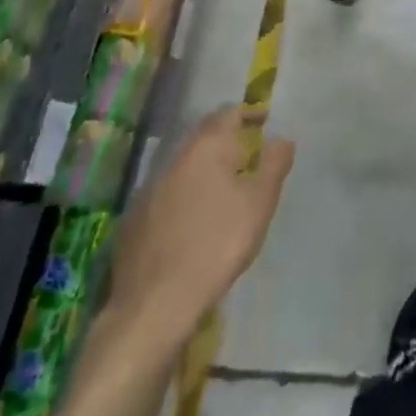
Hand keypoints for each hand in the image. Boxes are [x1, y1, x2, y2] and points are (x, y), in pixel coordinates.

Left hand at [106, 106, 294, 354]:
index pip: (228, 113)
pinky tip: (193, 218)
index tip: (265, 122)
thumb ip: (274, 164)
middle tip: (249, 154)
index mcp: (206, 148)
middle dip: (226, 138)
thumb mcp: (259, 204)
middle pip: (202, 135)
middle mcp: (173, 159)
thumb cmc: (217, 245)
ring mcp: (148, 188)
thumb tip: (282, 138)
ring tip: (225, 187)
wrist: (155, 303)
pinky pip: (166, 192)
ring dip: (204, 167)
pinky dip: (184, 193)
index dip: (249, 113)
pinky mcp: (133, 218)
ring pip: (183, 164)